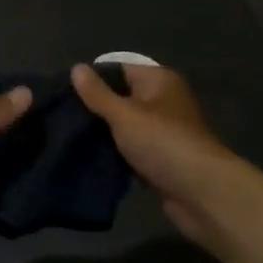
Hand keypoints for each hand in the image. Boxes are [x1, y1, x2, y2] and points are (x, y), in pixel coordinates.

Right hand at [71, 63, 239, 242]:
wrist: (202, 194)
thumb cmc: (163, 143)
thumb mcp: (124, 114)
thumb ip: (98, 94)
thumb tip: (76, 68)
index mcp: (158, 81)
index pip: (118, 70)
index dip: (91, 80)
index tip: (62, 93)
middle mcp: (162, 102)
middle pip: (121, 98)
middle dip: (94, 109)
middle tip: (60, 117)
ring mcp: (162, 132)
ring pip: (124, 127)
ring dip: (103, 134)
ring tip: (68, 137)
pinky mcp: (160, 159)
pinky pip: (131, 150)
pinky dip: (115, 153)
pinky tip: (89, 158)